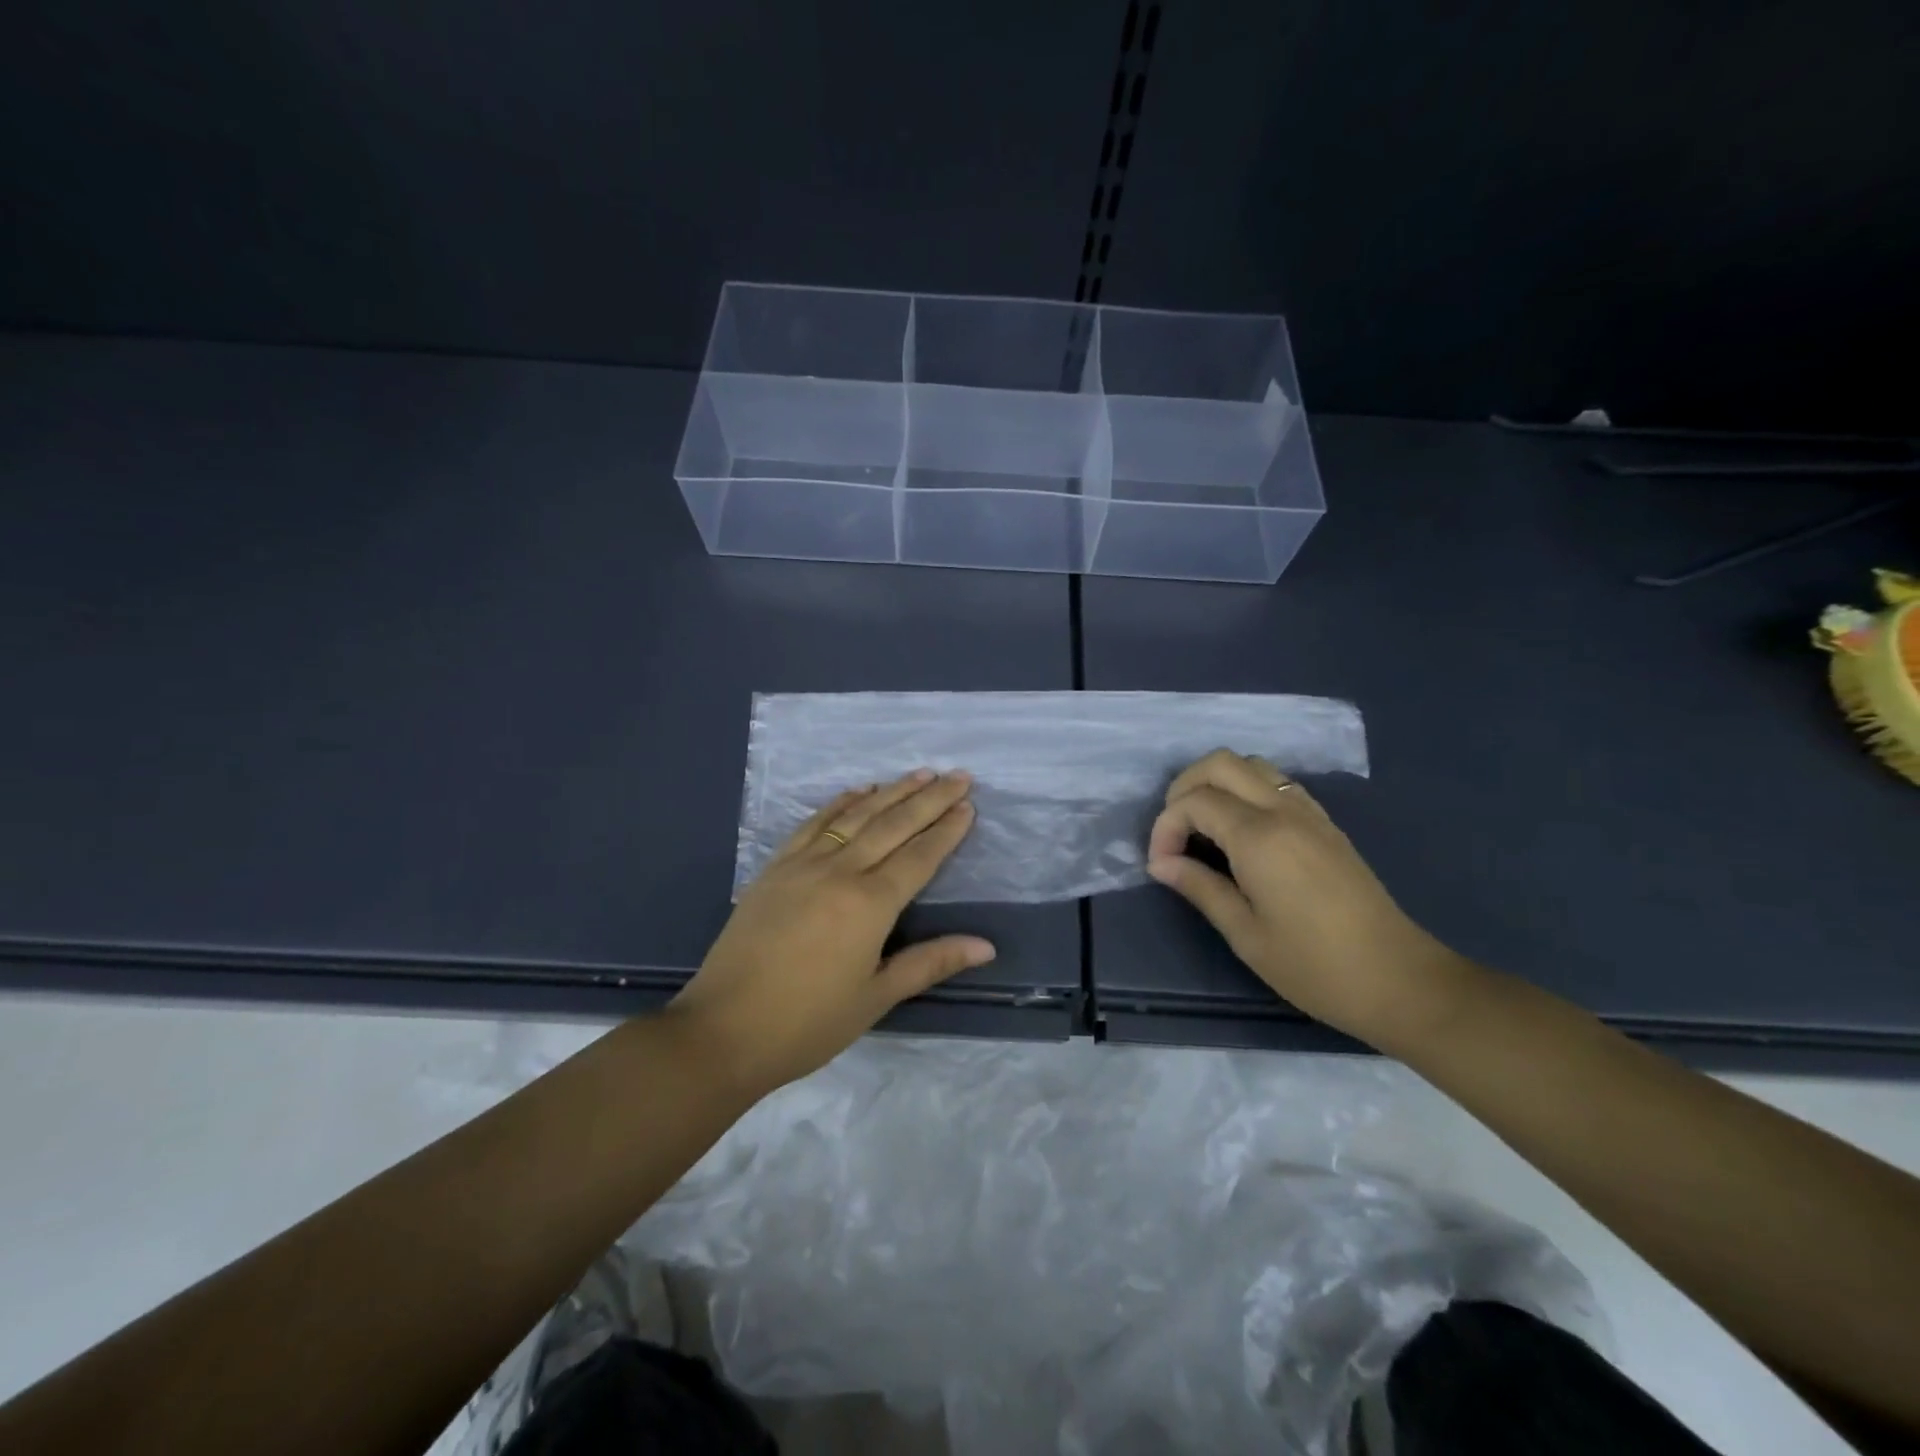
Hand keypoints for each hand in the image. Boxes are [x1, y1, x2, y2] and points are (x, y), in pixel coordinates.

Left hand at [669, 769, 993, 1095]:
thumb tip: (986, 946)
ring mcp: (803, 864)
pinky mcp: (775, 868)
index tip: (968, 803)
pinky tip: (858, 792)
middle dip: (929, 798)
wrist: (722, 1030)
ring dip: (891, 792)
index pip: (919, 857)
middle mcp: (839, 871)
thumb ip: (930, 963)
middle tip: (958, 775)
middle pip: (893, 825)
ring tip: (920, 774)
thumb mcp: (876, 997)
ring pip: (855, 816)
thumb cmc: (808, 1023)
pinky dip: (840, 803)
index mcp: (869, 904)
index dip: (947, 830)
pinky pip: (814, 824)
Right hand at [1145, 750, 1471, 1047]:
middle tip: (1175, 831)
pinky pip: (1277, 784)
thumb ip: (1199, 887)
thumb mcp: (1245, 933)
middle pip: (1221, 763)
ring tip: (1202, 827)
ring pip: (1252, 765)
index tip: (1161, 865)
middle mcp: (1283, 811)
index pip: (1194, 801)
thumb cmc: (1314, 965)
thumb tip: (1160, 863)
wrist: (1399, 980)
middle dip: (1185, 787)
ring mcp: (1309, 813)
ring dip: (1217, 783)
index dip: (1165, 827)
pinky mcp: (1326, 824)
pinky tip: (1241, 832)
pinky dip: (1246, 791)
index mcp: (1259, 837)